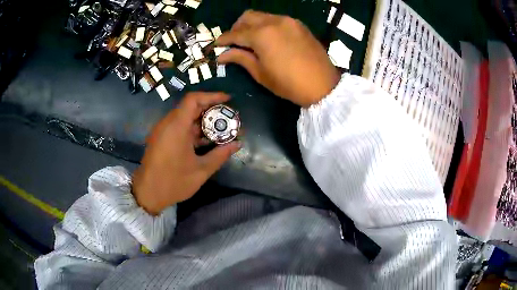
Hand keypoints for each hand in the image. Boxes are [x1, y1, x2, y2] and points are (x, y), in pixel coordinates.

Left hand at [132, 92, 240, 214]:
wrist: (147, 193)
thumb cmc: (173, 182)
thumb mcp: (201, 171)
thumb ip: (220, 155)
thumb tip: (237, 144)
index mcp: (176, 127)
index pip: (193, 99)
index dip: (211, 96)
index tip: (227, 100)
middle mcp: (167, 124)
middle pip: (190, 107)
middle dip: (210, 109)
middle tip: (227, 116)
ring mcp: (162, 131)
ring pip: (184, 117)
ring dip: (202, 120)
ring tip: (219, 128)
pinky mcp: (161, 138)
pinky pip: (178, 127)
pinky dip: (192, 129)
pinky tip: (204, 140)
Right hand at [216, 10, 339, 107]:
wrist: (323, 85)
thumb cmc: (288, 83)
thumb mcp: (260, 73)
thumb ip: (240, 58)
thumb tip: (222, 55)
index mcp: (262, 34)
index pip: (236, 33)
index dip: (224, 39)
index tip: (216, 44)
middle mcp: (274, 21)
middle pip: (248, 17)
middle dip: (237, 27)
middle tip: (234, 41)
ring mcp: (289, 21)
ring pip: (263, 16)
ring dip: (252, 25)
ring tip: (251, 40)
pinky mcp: (299, 25)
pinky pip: (277, 19)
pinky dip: (267, 25)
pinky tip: (269, 38)